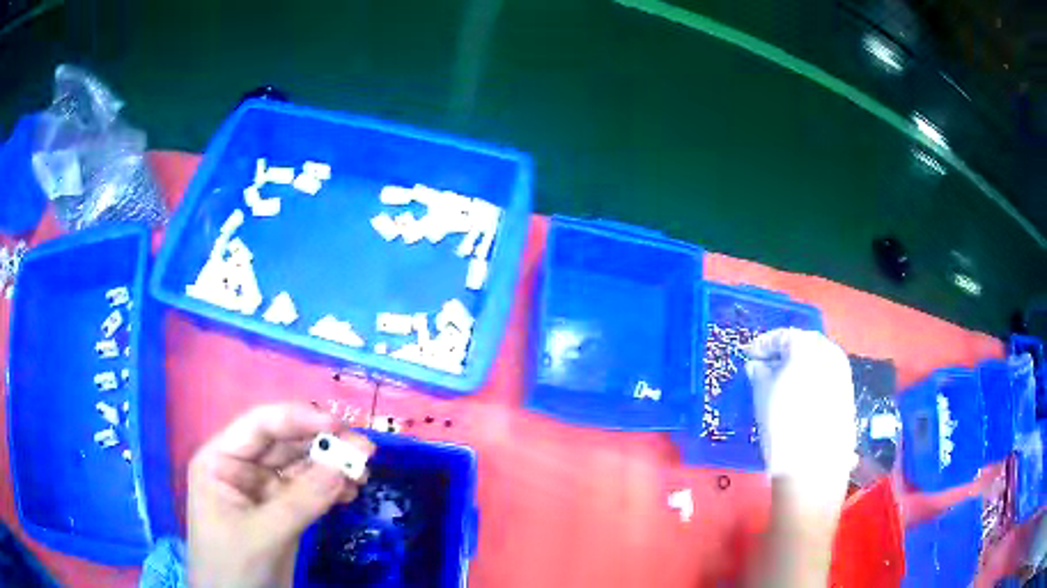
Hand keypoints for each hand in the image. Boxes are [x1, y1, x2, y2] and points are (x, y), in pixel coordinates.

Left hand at [187, 403, 374, 587]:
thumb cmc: (233, 566)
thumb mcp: (263, 534)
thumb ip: (301, 501)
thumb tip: (343, 467)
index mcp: (221, 460)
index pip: (259, 426)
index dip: (297, 419)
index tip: (337, 425)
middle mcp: (241, 468)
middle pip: (284, 444)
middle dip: (323, 445)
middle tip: (364, 450)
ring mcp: (263, 491)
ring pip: (300, 468)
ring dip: (332, 467)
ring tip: (364, 472)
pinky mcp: (282, 512)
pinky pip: (309, 493)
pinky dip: (330, 490)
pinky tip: (351, 493)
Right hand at [745, 329, 855, 503]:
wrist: (814, 466)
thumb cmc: (783, 426)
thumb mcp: (762, 396)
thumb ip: (759, 373)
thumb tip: (758, 365)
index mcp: (807, 346)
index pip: (782, 336)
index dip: (762, 345)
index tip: (748, 357)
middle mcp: (829, 352)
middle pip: (803, 344)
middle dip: (784, 353)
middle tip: (765, 367)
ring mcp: (842, 373)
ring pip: (817, 360)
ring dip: (799, 366)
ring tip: (782, 384)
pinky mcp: (847, 393)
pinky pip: (826, 376)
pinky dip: (812, 379)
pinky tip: (800, 398)